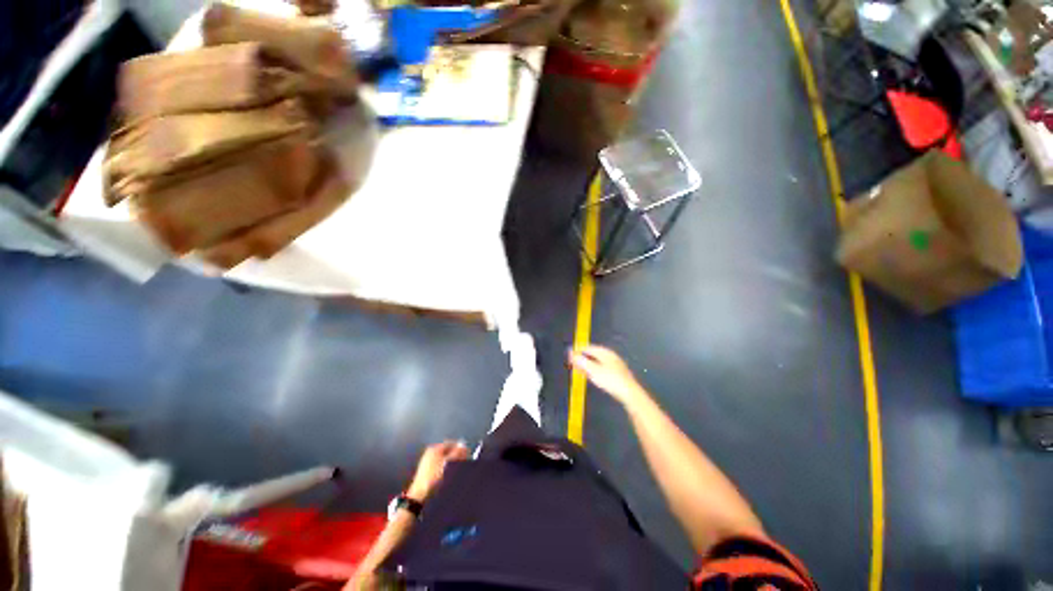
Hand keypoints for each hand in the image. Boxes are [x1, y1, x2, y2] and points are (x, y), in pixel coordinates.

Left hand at [406, 441, 469, 501]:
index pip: (450, 443)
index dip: (460, 447)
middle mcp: (431, 453)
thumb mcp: (447, 463)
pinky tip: (451, 472)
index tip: (468, 453)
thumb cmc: (433, 476)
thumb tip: (463, 445)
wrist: (419, 494)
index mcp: (434, 449)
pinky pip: (441, 464)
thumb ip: (456, 453)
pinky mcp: (429, 470)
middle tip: (465, 460)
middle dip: (457, 454)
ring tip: (459, 466)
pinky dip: (447, 466)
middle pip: (448, 450)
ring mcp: (429, 461)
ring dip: (452, 461)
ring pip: (445, 458)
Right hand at [568, 345, 648, 407]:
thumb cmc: (611, 380)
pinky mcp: (617, 373)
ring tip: (580, 369)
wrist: (629, 393)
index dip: (578, 350)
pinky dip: (594, 369)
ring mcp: (614, 364)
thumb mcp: (593, 370)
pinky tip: (591, 375)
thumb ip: (582, 362)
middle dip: (582, 357)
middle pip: (593, 354)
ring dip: (587, 364)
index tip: (569, 355)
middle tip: (573, 362)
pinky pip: (602, 367)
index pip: (588, 347)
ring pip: (597, 361)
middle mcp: (610, 355)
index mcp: (605, 352)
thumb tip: (572, 354)